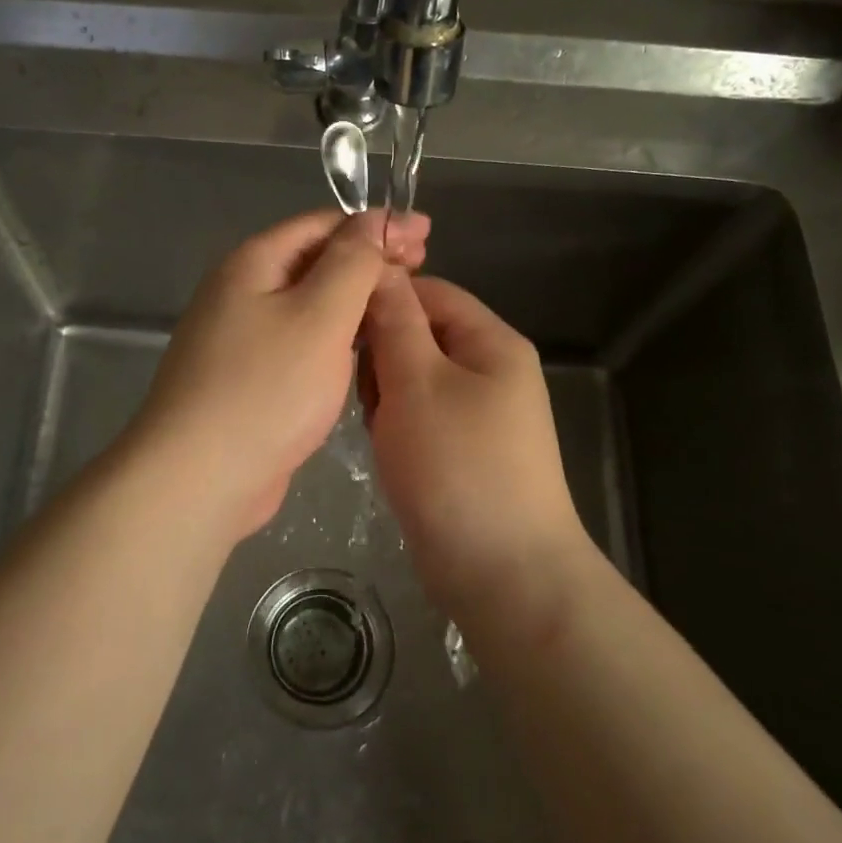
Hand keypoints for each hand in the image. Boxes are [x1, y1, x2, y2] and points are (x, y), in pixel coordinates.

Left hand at [125, 209, 430, 543]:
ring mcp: (241, 337)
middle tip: (422, 268)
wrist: (201, 477)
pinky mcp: (249, 378)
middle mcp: (241, 291)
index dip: (377, 225)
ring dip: (354, 300)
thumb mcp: (320, 314)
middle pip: (315, 261)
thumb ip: (354, 261)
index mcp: (254, 263)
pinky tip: (362, 350)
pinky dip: (334, 337)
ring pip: (309, 305)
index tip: (426, 236)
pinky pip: (300, 342)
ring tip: (400, 306)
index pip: (324, 224)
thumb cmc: (267, 388)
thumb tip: (376, 220)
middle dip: (369, 260)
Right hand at [360, 272, 590, 622]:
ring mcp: (480, 413)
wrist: (502, 573)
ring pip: (414, 378)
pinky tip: (387, 449)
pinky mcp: (464, 450)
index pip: (429, 292)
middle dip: (382, 356)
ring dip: (386, 395)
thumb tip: (379, 269)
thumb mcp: (417, 382)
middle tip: (362, 391)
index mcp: (492, 342)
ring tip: (376, 426)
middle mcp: (491, 370)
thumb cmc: (457, 466)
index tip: (339, 325)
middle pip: (421, 335)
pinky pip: (420, 416)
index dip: (382, 299)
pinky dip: (397, 425)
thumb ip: (395, 322)